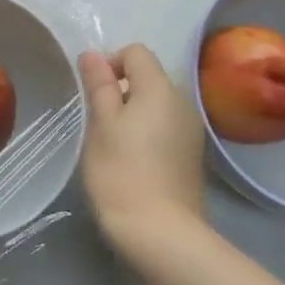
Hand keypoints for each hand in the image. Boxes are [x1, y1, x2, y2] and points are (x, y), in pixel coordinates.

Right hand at [78, 44, 207, 255]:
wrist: (161, 232)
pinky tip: (133, 161)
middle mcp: (182, 102)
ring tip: (113, 143)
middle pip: (148, 77)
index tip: (93, 93)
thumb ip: (99, 85)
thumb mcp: (101, 124)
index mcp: (160, 88)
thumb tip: (92, 54)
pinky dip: (148, 132)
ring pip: (156, 104)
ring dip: (133, 112)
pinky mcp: (192, 155)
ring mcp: (191, 130)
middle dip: (121, 90)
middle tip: (98, 121)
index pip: (136, 52)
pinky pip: (166, 126)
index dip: (110, 64)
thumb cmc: (121, 172)